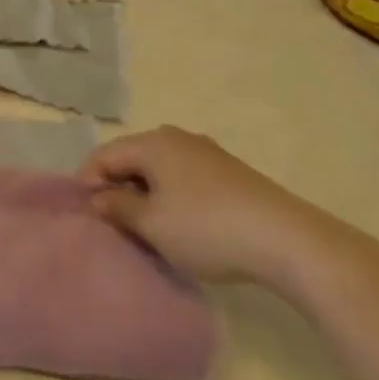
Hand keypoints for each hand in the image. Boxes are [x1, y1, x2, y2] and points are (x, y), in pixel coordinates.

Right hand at [79, 126, 339, 288]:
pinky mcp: (232, 173)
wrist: (291, 242)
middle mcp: (177, 138)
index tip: (87, 214)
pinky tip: (183, 224)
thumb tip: (99, 198)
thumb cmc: (207, 229)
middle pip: (132, 158)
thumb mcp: (152, 224)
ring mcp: (208, 153)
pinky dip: (174, 197)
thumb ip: (118, 208)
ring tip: (147, 226)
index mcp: (152, 142)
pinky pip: (185, 178)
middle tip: (114, 222)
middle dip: (118, 187)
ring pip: (160, 169)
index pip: (104, 155)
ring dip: (147, 194)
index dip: (88, 182)